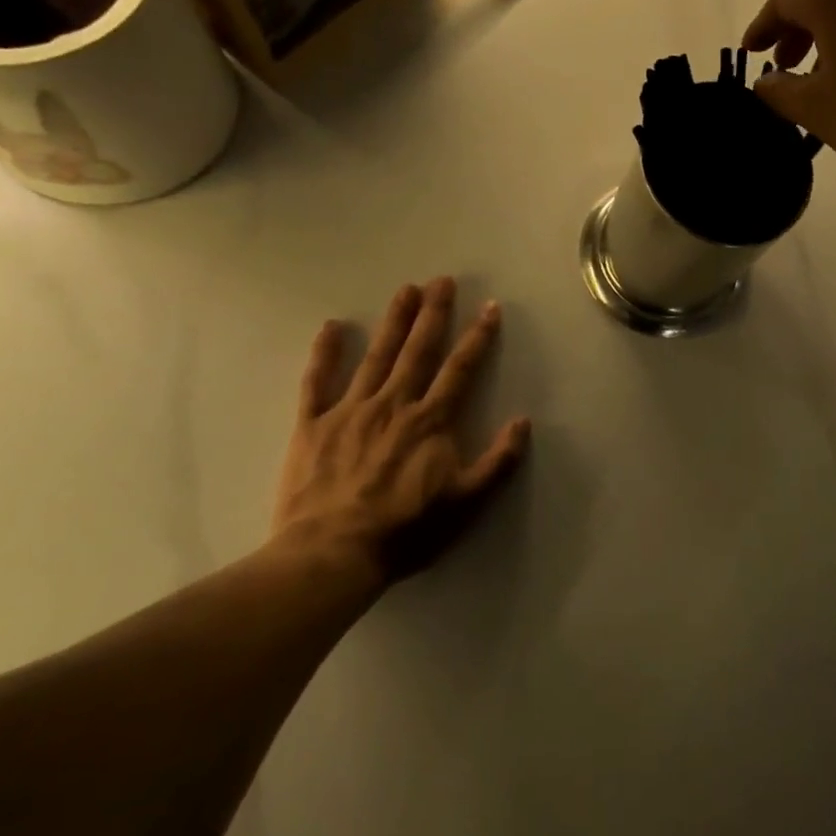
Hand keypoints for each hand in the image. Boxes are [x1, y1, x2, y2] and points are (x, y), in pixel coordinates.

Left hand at [270, 277, 529, 603]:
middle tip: (442, 280)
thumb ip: (498, 462)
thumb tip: (523, 421)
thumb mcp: (466, 504)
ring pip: (376, 356)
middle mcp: (393, 404)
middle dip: (434, 314)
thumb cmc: (405, 531)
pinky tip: (332, 327)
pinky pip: (317, 382)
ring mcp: (350, 411)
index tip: (490, 307)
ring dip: (394, 321)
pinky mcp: (312, 425)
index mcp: (430, 421)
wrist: (331, 556)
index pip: (460, 369)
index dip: (478, 336)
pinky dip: (324, 353)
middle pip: (418, 350)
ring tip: (406, 290)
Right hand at [741, 0, 835, 178]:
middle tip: (782, 66)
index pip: (782, 2)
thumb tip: (763, 82)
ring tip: (818, 76)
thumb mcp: (814, 109)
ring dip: (824, 38)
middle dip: (792, 31)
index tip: (750, 53)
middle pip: (817, 0)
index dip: (760, 27)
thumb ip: (778, 91)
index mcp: (832, 0)